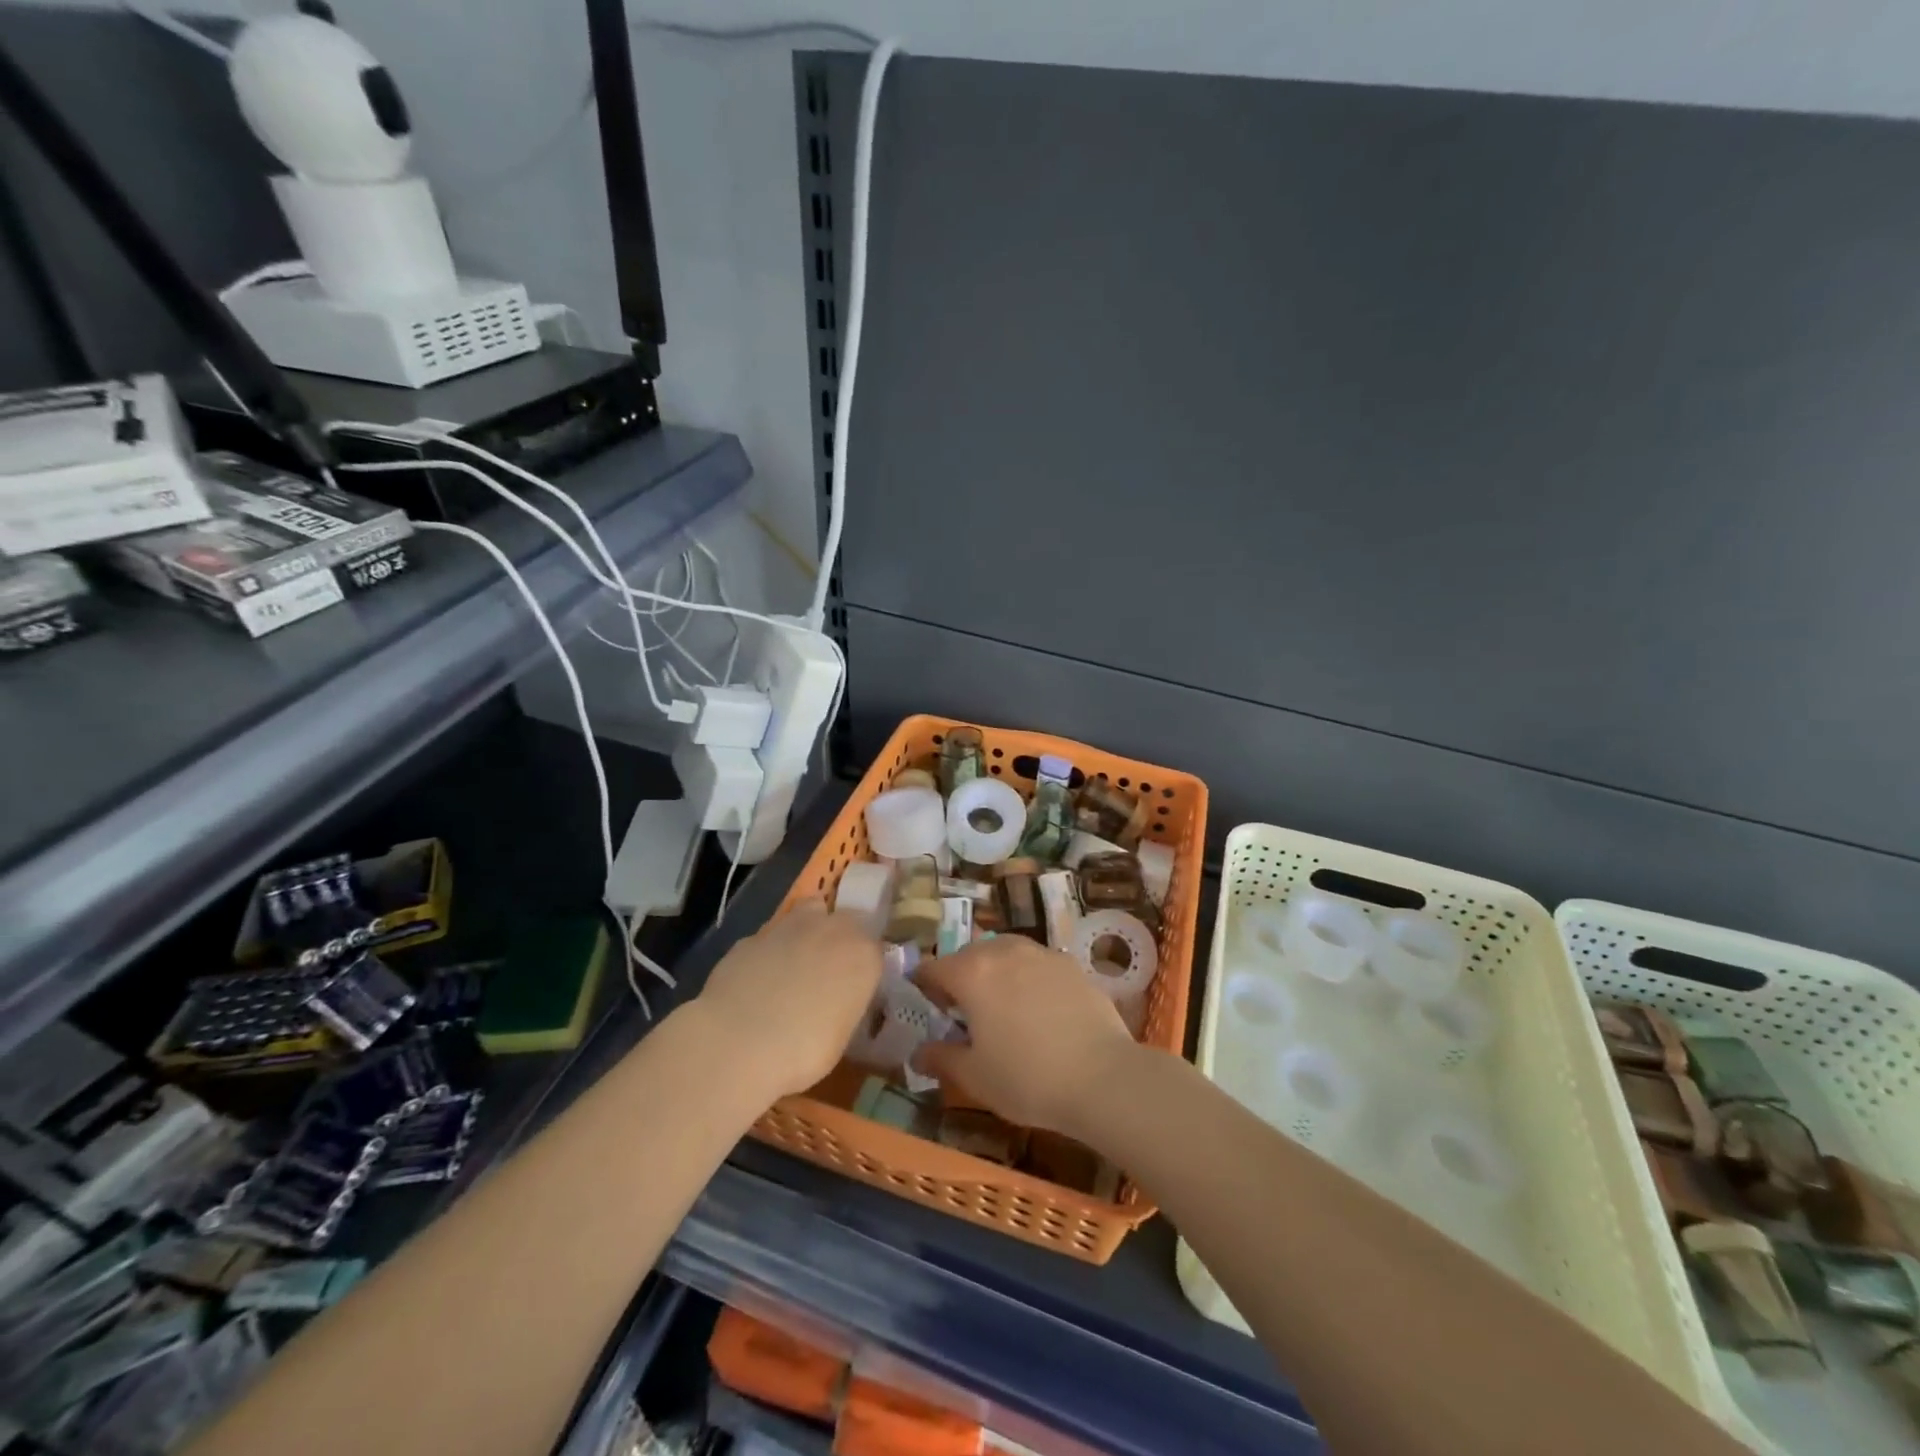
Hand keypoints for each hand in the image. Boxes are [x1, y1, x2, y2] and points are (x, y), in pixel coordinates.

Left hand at [694, 898, 883, 1100]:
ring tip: (794, 969)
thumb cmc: (804, 1050)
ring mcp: (788, 926)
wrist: (738, 1043)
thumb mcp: (842, 1034)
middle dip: (839, 939)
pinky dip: (769, 953)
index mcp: (863, 954)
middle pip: (845, 920)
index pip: (875, 949)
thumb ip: (845, 1003)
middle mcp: (831, 928)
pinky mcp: (751, 936)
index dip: (863, 967)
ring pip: (807, 914)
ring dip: (806, 933)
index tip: (855, 988)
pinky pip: (769, 939)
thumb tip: (837, 1000)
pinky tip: (758, 982)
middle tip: (828, 973)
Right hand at [912, 936, 1139, 1136]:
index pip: (933, 967)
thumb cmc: (1027, 1078)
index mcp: (972, 972)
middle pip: (969, 954)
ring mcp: (1041, 953)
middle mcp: (1003, 950)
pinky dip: (1028, 978)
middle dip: (961, 977)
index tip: (929, 1010)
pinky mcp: (1071, 964)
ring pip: (1005, 952)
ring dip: (995, 972)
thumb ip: (941, 1058)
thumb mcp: (974, 1077)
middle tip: (965, 1013)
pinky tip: (1039, 1010)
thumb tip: (918, 1052)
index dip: (924, 987)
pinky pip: (1036, 963)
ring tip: (1003, 1007)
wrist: (1103, 1077)